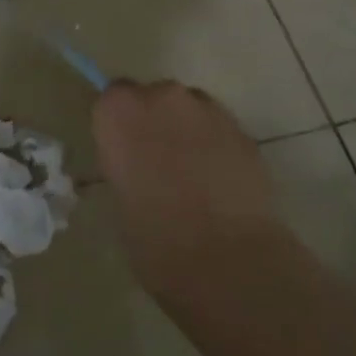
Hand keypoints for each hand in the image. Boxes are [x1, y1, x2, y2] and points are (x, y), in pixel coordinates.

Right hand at [93, 81, 298, 299]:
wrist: (224, 258)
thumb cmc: (153, 235)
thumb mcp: (118, 197)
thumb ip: (124, 164)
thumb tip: (136, 165)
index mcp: (119, 111)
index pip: (112, 98)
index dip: (119, 123)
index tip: (123, 149)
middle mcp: (162, 97)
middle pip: (154, 97)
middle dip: (156, 122)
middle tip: (157, 162)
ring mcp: (207, 110)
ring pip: (191, 110)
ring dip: (187, 131)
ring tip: (193, 174)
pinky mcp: (243, 130)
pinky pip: (219, 129)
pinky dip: (216, 146)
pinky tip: (219, 183)